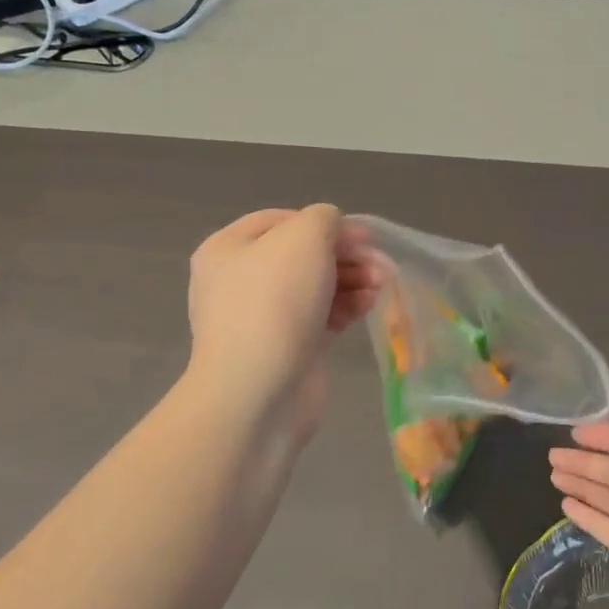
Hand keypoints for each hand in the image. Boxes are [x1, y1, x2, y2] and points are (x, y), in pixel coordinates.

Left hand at [186, 206, 380, 441]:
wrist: (259, 390)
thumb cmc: (276, 301)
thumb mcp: (304, 237)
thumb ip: (324, 219)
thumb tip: (333, 230)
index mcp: (228, 248)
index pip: (282, 220)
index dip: (325, 223)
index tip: (362, 236)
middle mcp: (239, 280)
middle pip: (302, 254)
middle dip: (345, 255)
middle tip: (378, 264)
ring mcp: (261, 317)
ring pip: (314, 286)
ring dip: (351, 280)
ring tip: (379, 286)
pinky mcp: (285, 347)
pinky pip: (319, 315)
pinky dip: (344, 307)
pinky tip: (367, 307)